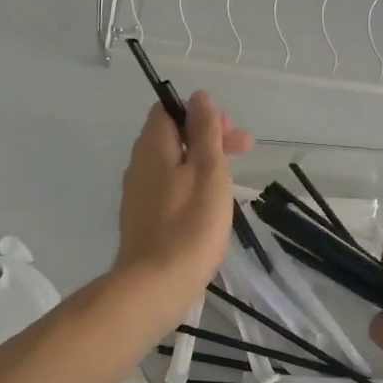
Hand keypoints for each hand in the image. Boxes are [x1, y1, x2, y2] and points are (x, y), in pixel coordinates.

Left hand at [113, 90, 253, 316]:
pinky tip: (210, 206)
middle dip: (208, 137)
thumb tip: (199, 97)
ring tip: (232, 180)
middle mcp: (139, 164)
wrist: (156, 285)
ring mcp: (138, 194)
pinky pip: (169, 188)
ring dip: (203, 163)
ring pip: (173, 164)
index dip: (201, 113)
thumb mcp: (208, 170)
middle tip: (244, 151)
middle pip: (173, 136)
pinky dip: (191, 186)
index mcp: (152, 146)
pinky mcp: (144, 219)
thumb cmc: (190, 224)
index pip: (169, 109)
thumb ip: (205, 131)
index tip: (229, 131)